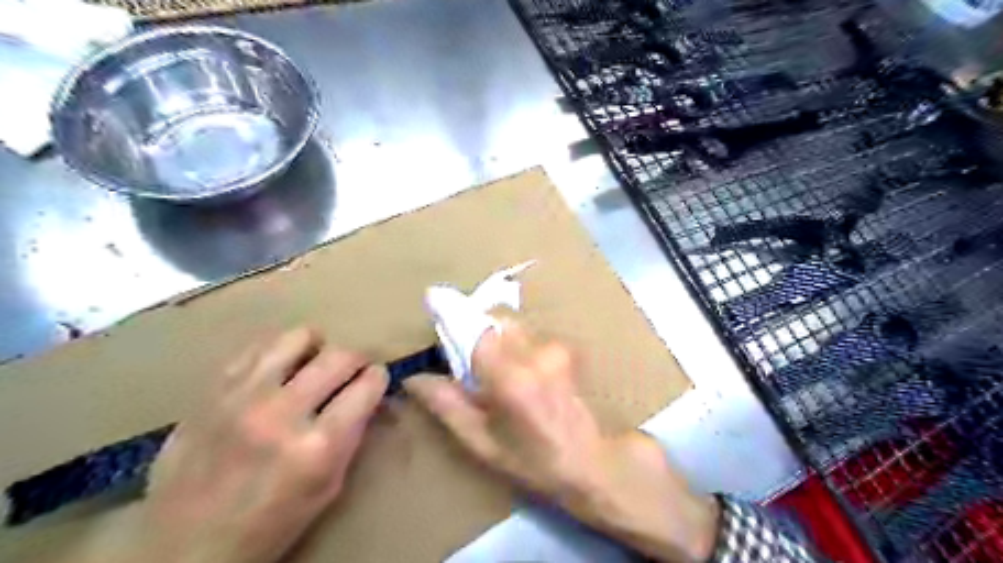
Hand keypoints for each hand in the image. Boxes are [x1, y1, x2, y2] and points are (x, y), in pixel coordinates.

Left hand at [118, 328, 383, 561]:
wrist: (182, 546)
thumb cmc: (268, 524)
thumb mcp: (327, 488)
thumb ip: (351, 436)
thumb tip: (368, 395)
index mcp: (318, 446)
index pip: (367, 386)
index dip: (378, 378)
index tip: (376, 380)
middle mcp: (282, 413)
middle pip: (339, 356)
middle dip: (357, 359)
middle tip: (352, 371)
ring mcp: (243, 396)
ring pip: (298, 337)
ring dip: (317, 347)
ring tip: (314, 363)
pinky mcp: (213, 390)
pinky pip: (258, 346)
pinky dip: (279, 351)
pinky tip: (279, 369)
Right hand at [406, 319, 720, 560]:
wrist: (590, 460)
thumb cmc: (531, 460)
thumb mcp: (480, 442)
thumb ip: (446, 404)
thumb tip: (413, 377)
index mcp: (511, 378)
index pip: (475, 328)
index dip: (454, 316)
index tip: (435, 307)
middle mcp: (535, 353)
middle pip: (495, 318)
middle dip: (474, 327)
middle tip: (465, 356)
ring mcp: (555, 348)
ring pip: (512, 324)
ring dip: (495, 336)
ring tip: (493, 369)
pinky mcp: (565, 348)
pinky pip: (528, 334)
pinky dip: (514, 343)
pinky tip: (517, 371)